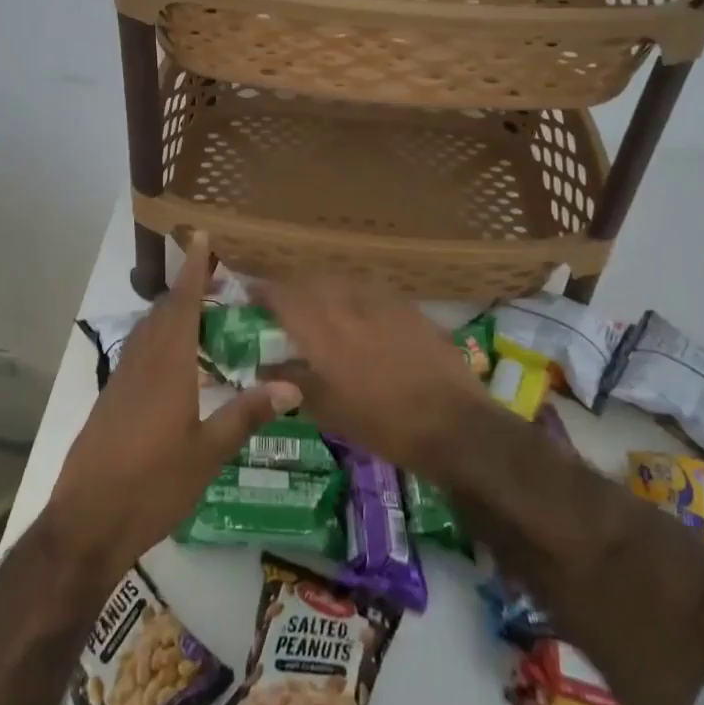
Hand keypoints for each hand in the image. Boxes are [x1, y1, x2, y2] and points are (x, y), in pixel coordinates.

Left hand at [46, 236, 299, 583]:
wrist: (87, 522)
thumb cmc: (152, 486)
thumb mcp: (208, 454)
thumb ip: (246, 415)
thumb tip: (292, 386)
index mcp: (167, 368)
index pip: (182, 305)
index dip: (193, 270)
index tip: (202, 237)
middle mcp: (141, 363)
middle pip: (164, 312)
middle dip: (187, 287)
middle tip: (214, 273)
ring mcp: (121, 380)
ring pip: (148, 331)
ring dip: (172, 311)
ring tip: (199, 308)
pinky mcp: (111, 398)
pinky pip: (139, 351)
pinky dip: (160, 337)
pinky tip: (174, 357)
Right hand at [255, 278, 488, 480]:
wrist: (453, 424)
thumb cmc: (383, 424)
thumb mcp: (328, 410)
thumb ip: (292, 381)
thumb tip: (262, 368)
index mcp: (322, 329)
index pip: (282, 295)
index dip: (262, 292)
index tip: (250, 298)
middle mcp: (348, 304)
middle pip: (311, 281)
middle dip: (293, 289)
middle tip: (284, 307)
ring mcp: (382, 302)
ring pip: (342, 281)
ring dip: (324, 290)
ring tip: (320, 309)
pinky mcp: (408, 307)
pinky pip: (370, 291)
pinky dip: (354, 297)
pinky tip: (360, 317)